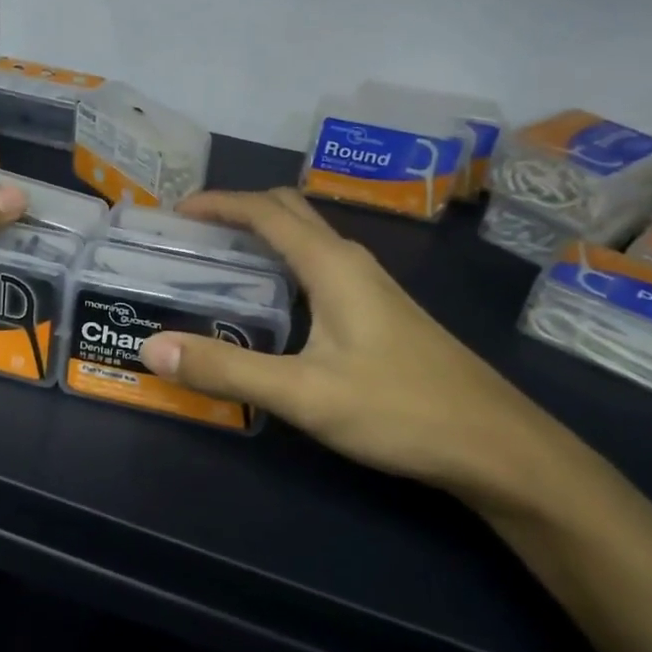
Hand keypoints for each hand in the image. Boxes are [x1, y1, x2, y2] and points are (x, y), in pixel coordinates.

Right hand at [138, 189, 584, 507]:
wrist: (499, 448)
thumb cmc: (400, 410)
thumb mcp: (303, 394)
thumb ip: (225, 369)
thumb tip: (152, 347)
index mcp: (331, 264)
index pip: (265, 211)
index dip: (218, 203)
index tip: (175, 213)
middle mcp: (351, 262)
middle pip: (288, 212)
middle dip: (237, 211)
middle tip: (192, 235)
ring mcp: (372, 286)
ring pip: (307, 240)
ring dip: (261, 236)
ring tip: (220, 263)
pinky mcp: (381, 312)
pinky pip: (319, 267)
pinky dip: (283, 264)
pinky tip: (271, 305)